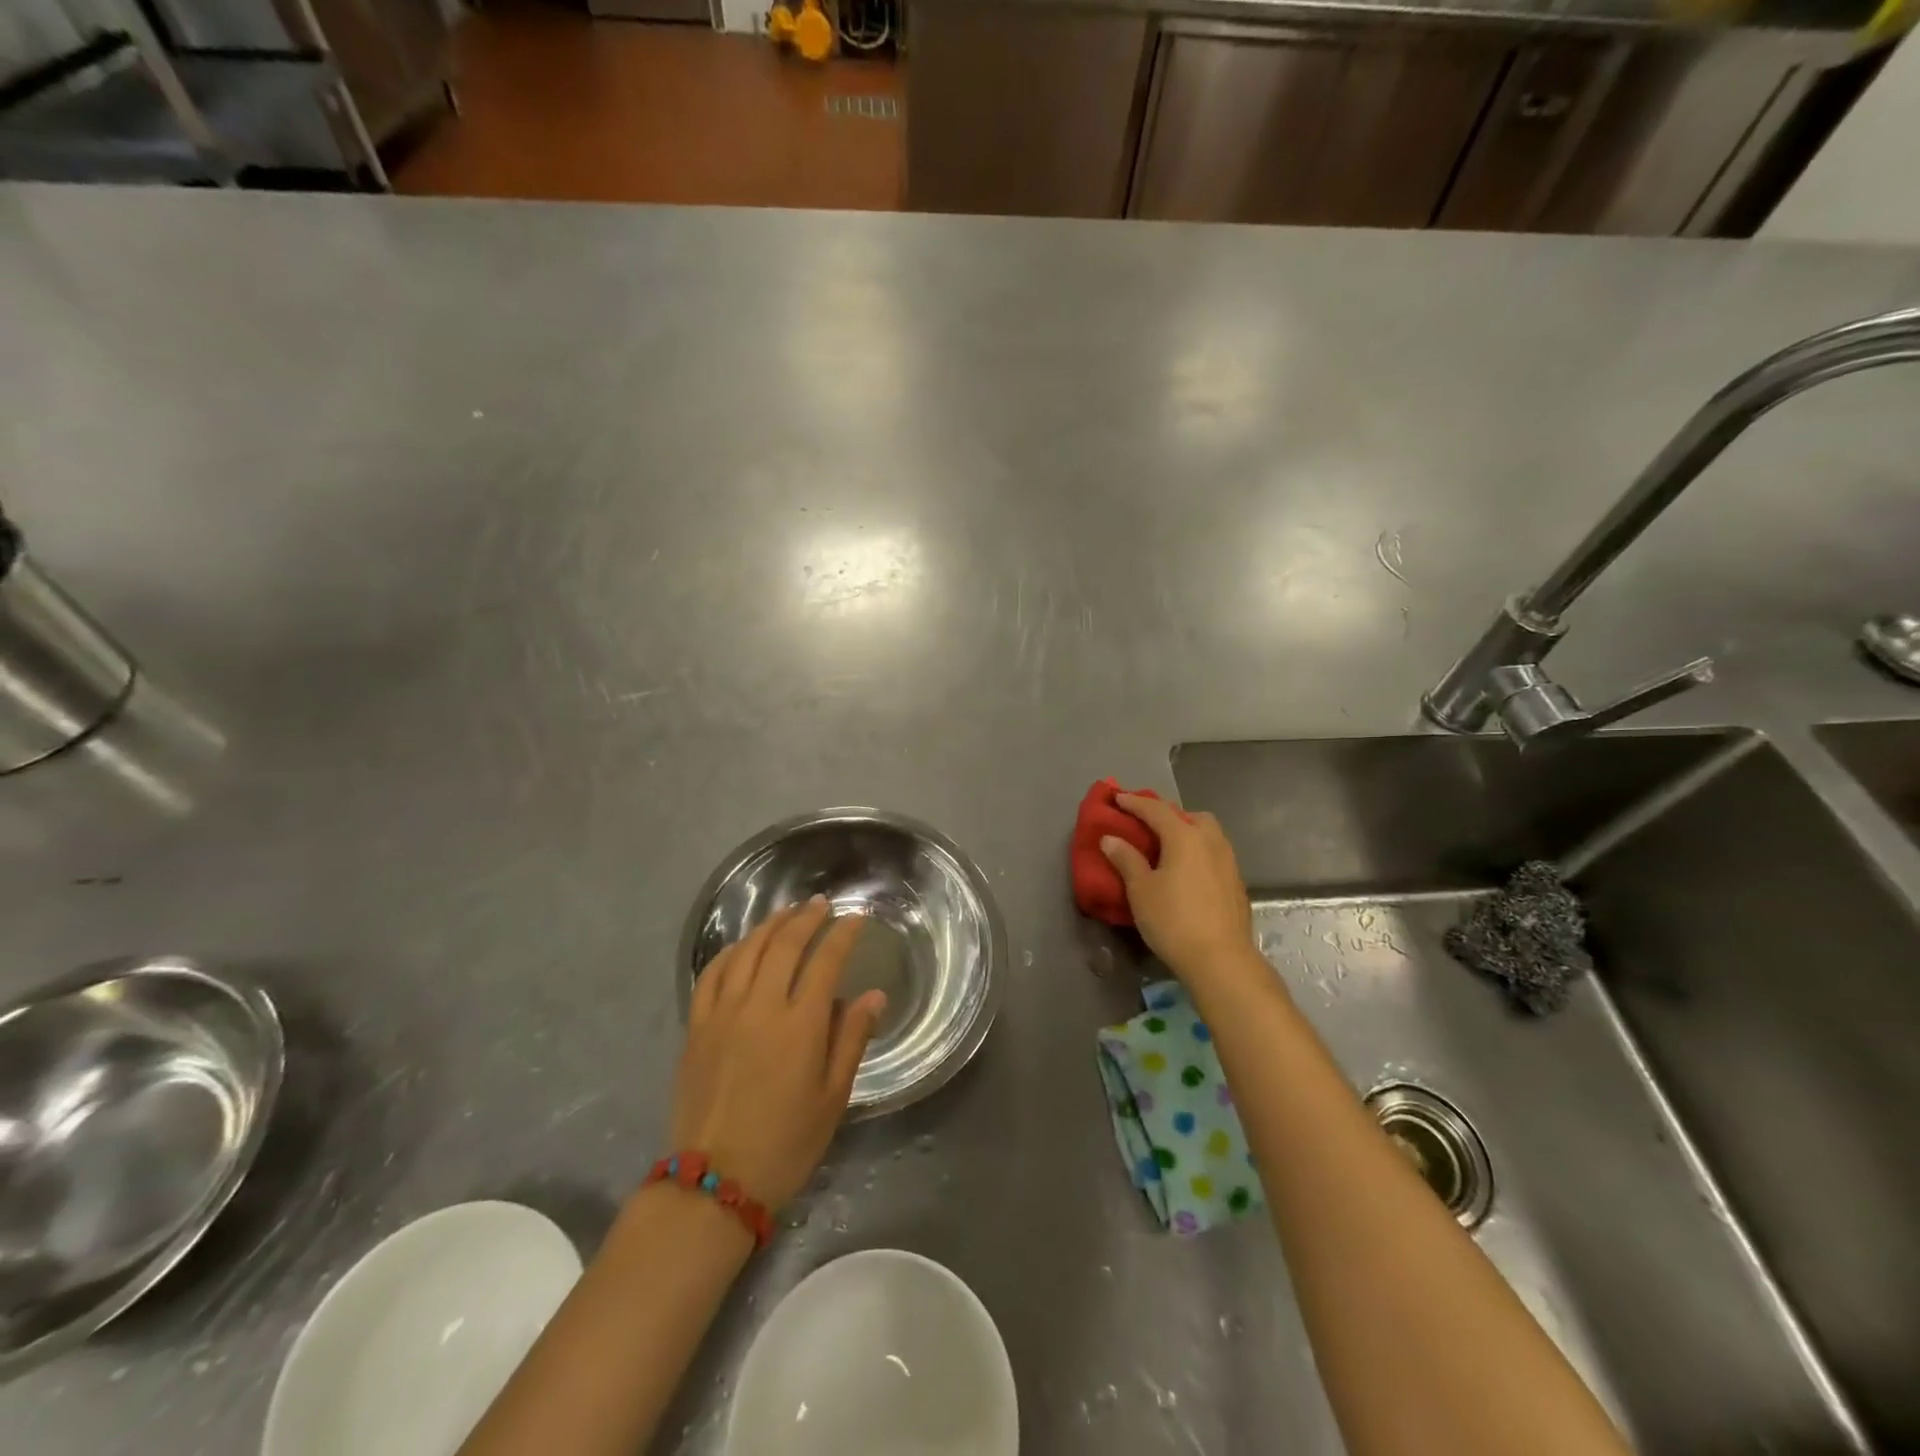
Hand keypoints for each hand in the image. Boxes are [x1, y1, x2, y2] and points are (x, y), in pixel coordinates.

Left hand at [672, 897, 885, 1208]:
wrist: (715, 1181)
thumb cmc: (786, 1143)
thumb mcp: (833, 1096)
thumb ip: (852, 1039)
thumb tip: (874, 994)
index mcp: (800, 1024)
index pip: (826, 961)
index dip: (843, 934)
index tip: (855, 918)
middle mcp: (761, 1006)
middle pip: (785, 944)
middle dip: (807, 918)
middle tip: (822, 904)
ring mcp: (723, 1013)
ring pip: (747, 950)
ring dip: (770, 925)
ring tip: (788, 913)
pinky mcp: (697, 1026)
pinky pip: (712, 973)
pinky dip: (731, 951)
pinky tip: (742, 946)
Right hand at [1101, 793, 1256, 984]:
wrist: (1221, 960)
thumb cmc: (1173, 920)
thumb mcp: (1140, 890)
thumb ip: (1126, 859)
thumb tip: (1111, 838)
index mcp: (1185, 836)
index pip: (1156, 810)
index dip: (1134, 802)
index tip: (1117, 797)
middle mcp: (1211, 842)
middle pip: (1190, 816)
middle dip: (1168, 815)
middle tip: (1148, 825)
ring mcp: (1228, 862)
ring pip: (1207, 834)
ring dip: (1187, 833)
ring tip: (1168, 848)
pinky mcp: (1236, 884)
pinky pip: (1214, 854)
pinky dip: (1198, 853)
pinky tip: (1187, 873)